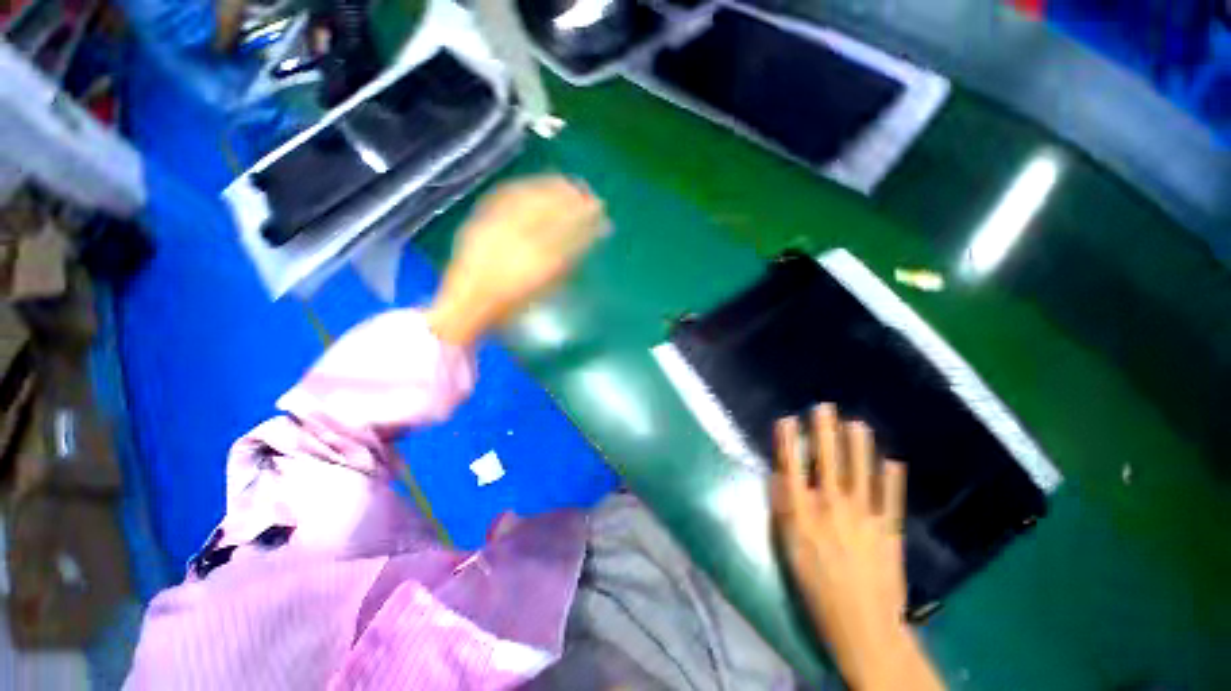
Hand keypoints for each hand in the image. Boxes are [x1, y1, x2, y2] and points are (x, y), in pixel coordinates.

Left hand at [426, 176, 604, 346]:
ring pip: (530, 200)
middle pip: (552, 212)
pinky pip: (505, 198)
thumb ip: (564, 265)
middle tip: (589, 193)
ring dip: (551, 188)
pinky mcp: (481, 222)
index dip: (588, 221)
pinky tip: (534, 185)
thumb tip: (582, 241)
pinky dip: (523, 188)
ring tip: (567, 182)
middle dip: (574, 200)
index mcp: (539, 264)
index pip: (570, 234)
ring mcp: (498, 229)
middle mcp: (519, 242)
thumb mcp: (543, 289)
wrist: (468, 304)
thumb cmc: (511, 304)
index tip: (601, 212)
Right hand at [772, 405, 942, 690]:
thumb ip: (783, 508)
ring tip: (857, 424)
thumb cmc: (815, 584)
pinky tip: (892, 461)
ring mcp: (864, 516)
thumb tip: (779, 477)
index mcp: (803, 512)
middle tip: (825, 408)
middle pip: (827, 461)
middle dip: (825, 432)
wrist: (861, 622)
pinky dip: (892, 479)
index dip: (789, 441)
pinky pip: (890, 498)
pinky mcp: (889, 529)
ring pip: (860, 472)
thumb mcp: (787, 547)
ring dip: (858, 446)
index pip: (792, 467)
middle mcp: (832, 506)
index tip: (788, 419)